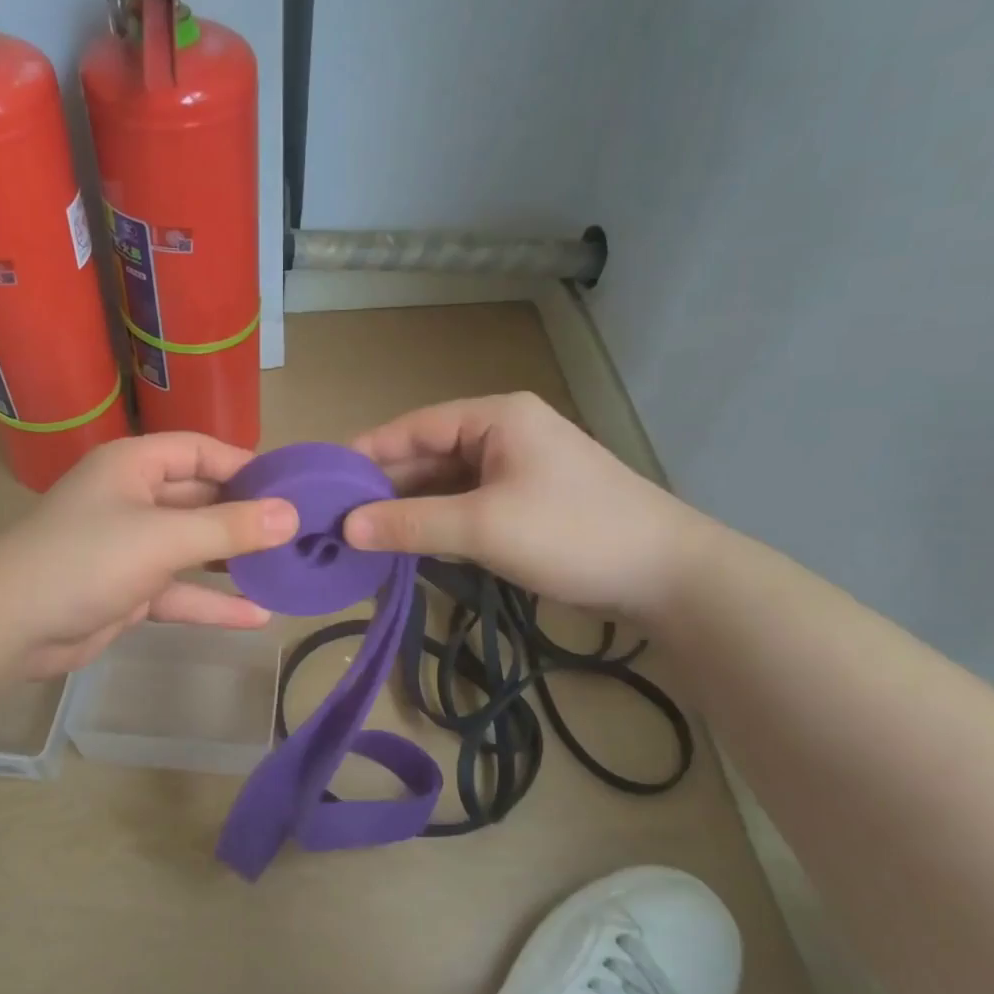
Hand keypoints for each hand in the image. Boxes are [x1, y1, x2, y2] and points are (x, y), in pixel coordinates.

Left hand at [0, 433, 297, 676]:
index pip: (200, 451)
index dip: (245, 466)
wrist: (11, 626)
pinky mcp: (129, 590)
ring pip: (194, 549)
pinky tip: (257, 617)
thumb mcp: (163, 538)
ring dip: (234, 562)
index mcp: (135, 466)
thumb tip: (290, 515)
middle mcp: (135, 499)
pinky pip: (180, 591)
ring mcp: (131, 547)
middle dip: (246, 518)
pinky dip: (212, 602)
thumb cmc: (86, 560)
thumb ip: (229, 527)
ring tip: (286, 571)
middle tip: (298, 533)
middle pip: (202, 500)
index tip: (291, 488)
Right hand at [343, 392, 708, 616]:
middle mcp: (505, 434)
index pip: (415, 427)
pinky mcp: (528, 504)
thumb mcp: (483, 527)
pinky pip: (468, 506)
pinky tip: (409, 545)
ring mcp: (518, 471)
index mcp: (496, 418)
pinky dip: (439, 524)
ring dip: (411, 509)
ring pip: (448, 484)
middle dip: (386, 486)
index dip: (368, 452)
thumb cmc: (573, 534)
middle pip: (429, 455)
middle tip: (337, 517)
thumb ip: (411, 524)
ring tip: (362, 535)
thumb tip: (346, 527)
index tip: (325, 479)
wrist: (668, 576)